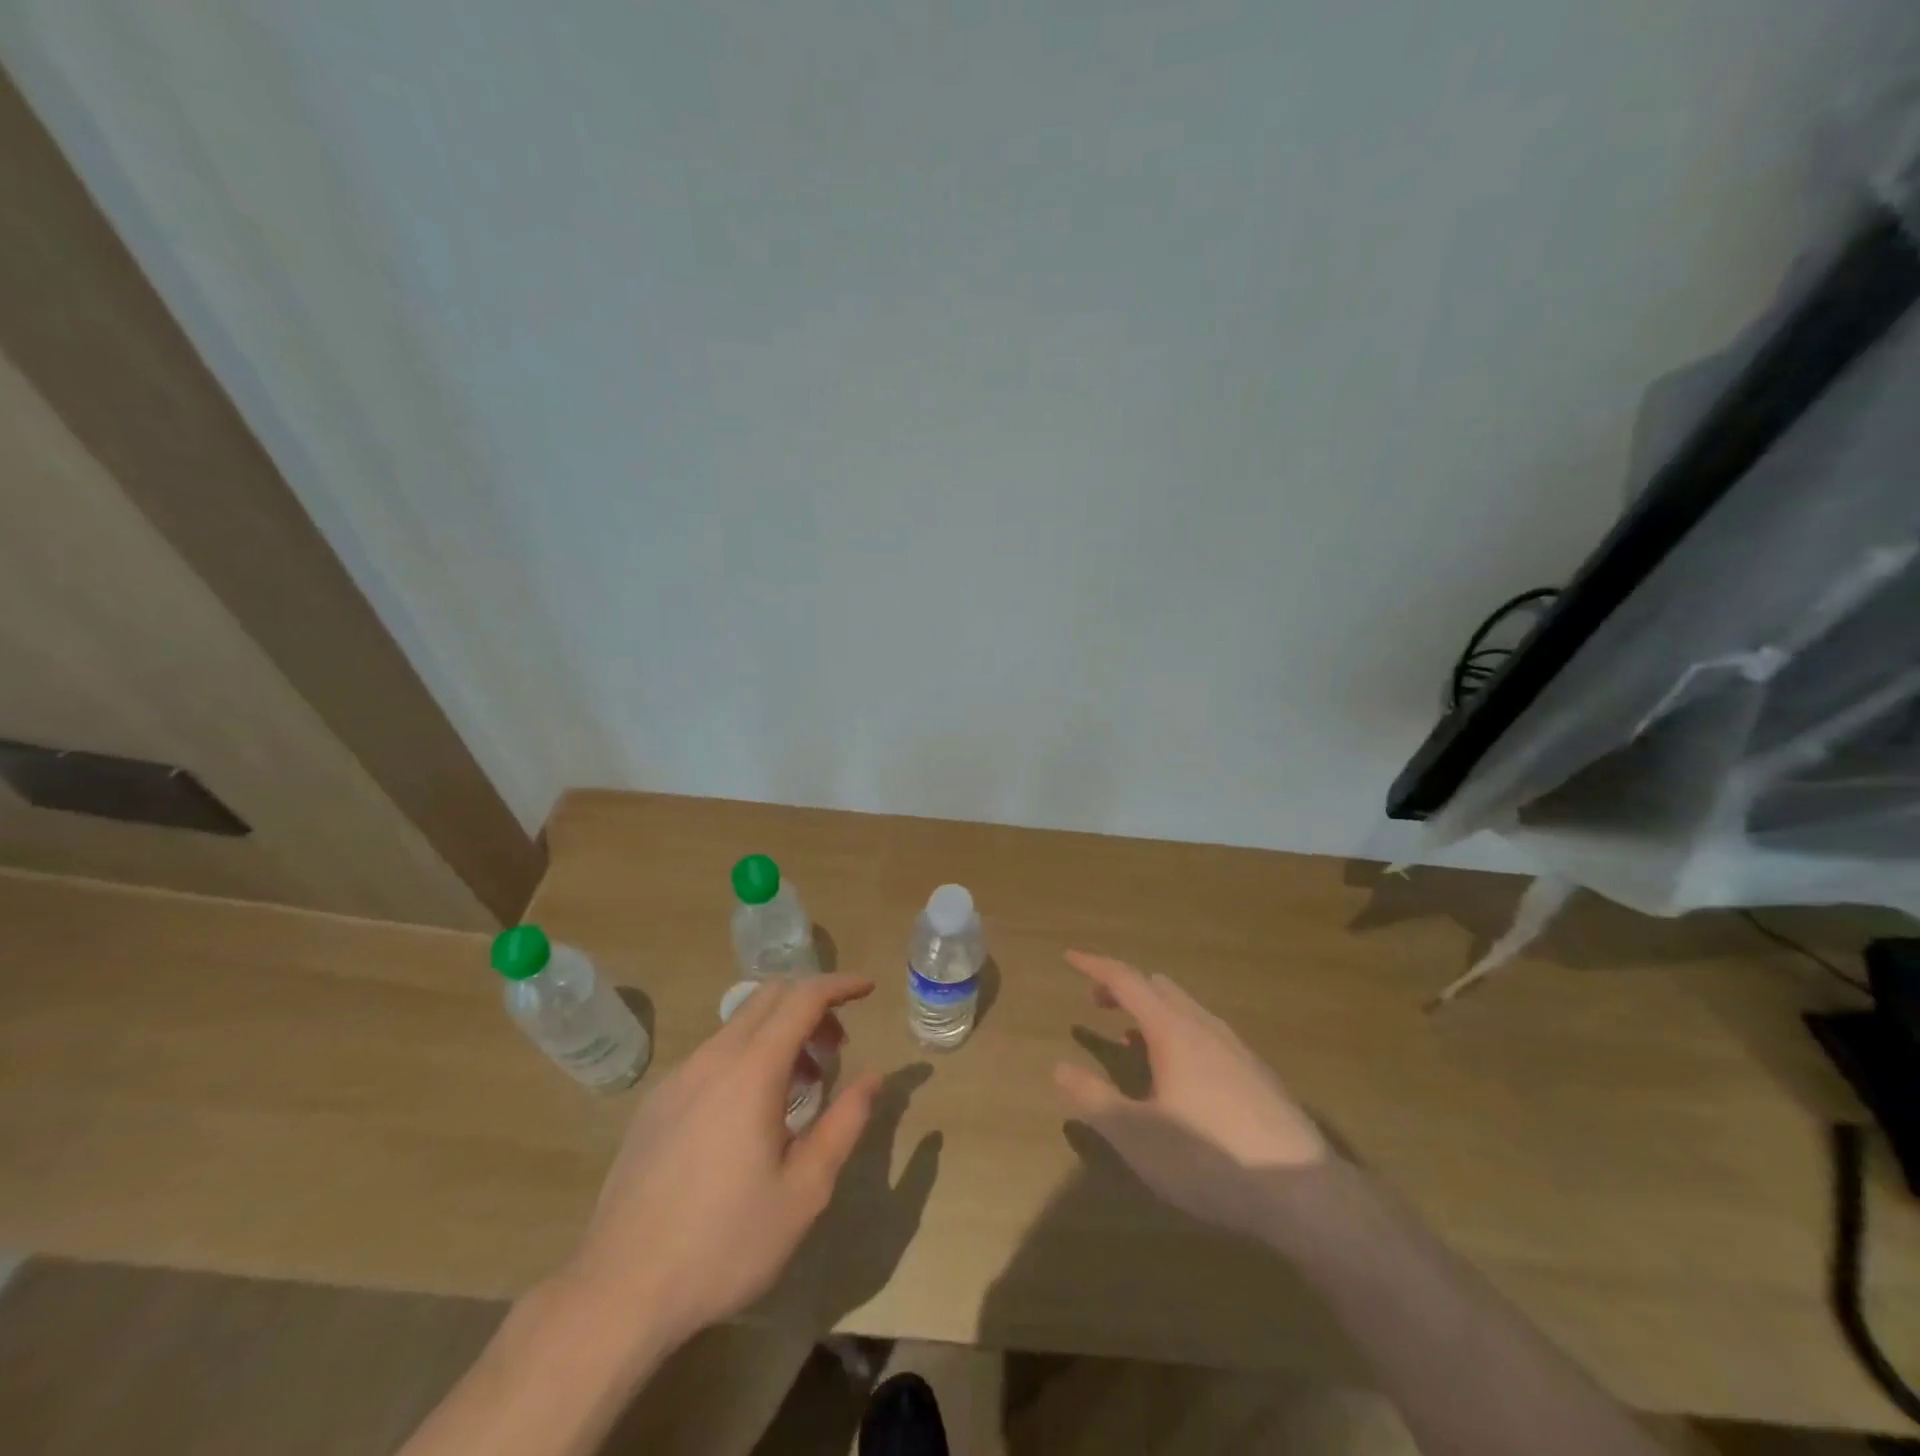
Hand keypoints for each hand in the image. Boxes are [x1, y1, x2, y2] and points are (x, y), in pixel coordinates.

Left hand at [562, 973, 882, 1348]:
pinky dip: (747, 1057)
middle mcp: (712, 1058)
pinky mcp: (656, 1103)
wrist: (620, 1291)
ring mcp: (677, 1078)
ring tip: (801, 1088)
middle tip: (836, 1047)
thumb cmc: (725, 1243)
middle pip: (769, 997)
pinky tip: (750, 1115)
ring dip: (779, 1035)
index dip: (840, 985)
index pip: (803, 998)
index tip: (868, 988)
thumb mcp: (804, 1191)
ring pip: (739, 1026)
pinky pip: (712, 1056)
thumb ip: (845, 1123)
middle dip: (811, 1006)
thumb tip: (874, 1076)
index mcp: (751, 1071)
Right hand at [1053, 951, 1326, 1236]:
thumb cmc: (1209, 1158)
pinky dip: (1180, 1035)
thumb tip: (1060, 1068)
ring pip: (1187, 1010)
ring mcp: (1237, 1049)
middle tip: (1098, 1004)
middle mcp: (1204, 1027)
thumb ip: (1094, 1099)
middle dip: (1124, 988)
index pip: (1126, 980)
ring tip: (1133, 1040)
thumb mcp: (1137, 1135)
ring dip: (1153, 1012)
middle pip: (1158, 987)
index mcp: (1173, 1031)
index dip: (1094, 965)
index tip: (1069, 957)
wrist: (1303, 1193)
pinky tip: (1182, 1077)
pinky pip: (1208, 1034)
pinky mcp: (1258, 1075)